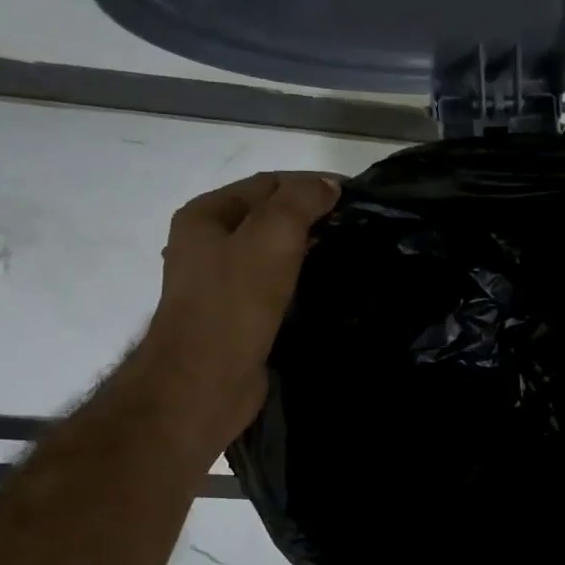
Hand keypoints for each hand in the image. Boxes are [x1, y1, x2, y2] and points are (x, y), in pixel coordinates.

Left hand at [140, 172, 340, 433]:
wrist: (205, 380)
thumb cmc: (234, 302)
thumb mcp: (271, 237)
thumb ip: (300, 202)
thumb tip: (328, 185)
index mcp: (206, 216)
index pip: (267, 184)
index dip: (311, 183)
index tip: (356, 195)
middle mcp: (207, 244)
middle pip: (268, 217)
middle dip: (311, 216)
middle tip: (359, 224)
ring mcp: (221, 283)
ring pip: (273, 253)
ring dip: (308, 248)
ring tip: (350, 251)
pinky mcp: (238, 316)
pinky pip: (275, 285)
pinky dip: (301, 279)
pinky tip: (328, 285)